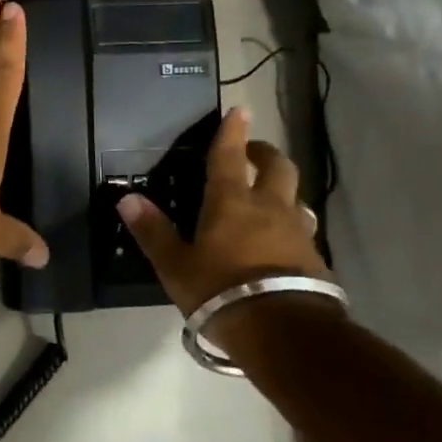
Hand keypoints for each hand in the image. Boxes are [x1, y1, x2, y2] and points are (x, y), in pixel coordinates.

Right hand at [116, 106, 328, 313]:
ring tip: (269, 197)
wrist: (285, 332)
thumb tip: (127, 198)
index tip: (238, 109)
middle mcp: (269, 207)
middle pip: (277, 167)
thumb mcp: (176, 266)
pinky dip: (291, 226)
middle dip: (264, 153)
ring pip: (295, 198)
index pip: (229, 155)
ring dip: (282, 190)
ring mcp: (297, 232)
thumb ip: (153, 232)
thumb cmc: (221, 291)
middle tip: (252, 153)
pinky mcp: (314, 259)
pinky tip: (281, 241)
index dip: (232, 131)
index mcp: (231, 202)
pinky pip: (303, 230)